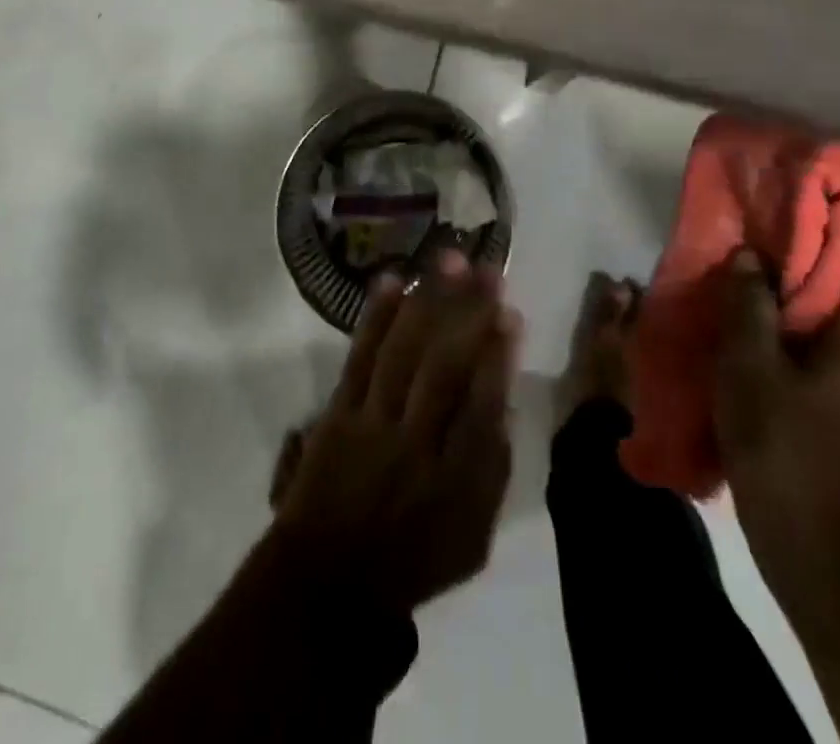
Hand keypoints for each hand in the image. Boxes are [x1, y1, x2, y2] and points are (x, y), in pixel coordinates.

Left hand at [270, 253, 520, 612]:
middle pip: (445, 366)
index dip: (498, 356)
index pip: (483, 405)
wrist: (329, 580)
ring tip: (448, 260)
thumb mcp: (472, 537)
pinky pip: (359, 356)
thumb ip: (492, 469)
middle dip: (469, 312)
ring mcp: (372, 422)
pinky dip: (375, 317)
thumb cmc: (412, 558)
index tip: (510, 311)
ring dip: (428, 301)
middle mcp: (416, 444)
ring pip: (404, 351)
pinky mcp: (339, 410)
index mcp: (455, 482)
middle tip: (486, 267)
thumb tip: (503, 398)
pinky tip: (391, 281)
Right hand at [714, 248, 839, 605]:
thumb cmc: (777, 441)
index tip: (768, 234)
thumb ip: (749, 301)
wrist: (809, 544)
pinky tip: (762, 351)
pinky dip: (804, 342)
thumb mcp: (748, 362)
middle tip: (746, 267)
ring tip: (747, 304)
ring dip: (798, 310)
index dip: (816, 242)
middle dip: (800, 275)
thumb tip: (749, 256)